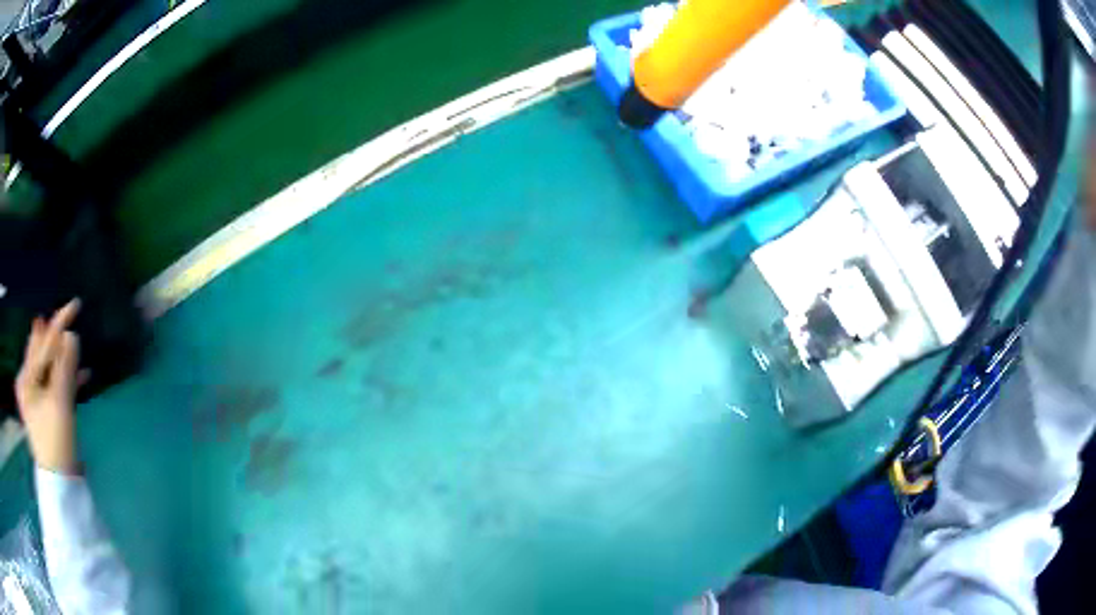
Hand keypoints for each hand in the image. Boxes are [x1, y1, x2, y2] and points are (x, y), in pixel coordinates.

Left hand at [14, 299, 86, 474]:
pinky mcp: (45, 410)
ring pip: (50, 368)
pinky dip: (67, 379)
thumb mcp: (60, 403)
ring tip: (77, 345)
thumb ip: (65, 367)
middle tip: (73, 319)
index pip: (42, 342)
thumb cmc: (56, 442)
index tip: (75, 304)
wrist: (60, 484)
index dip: (58, 323)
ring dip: (64, 358)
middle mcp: (27, 383)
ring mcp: (35, 398)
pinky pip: (55, 385)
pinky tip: (82, 375)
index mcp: (26, 378)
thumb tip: (71, 335)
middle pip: (44, 352)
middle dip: (58, 338)